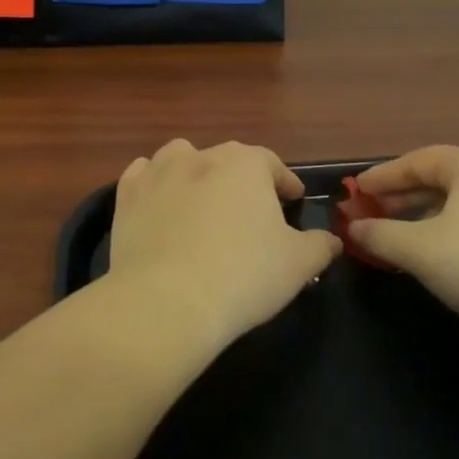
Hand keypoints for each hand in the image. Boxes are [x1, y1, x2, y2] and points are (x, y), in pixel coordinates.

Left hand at [109, 139, 340, 351]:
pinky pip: (142, 175)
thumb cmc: (244, 276)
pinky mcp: (126, 197)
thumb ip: (320, 246)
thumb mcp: (298, 264)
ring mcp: (159, 173)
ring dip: (195, 171)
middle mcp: (202, 156)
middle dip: (242, 178)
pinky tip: (159, 202)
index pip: (272, 164)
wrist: (167, 302)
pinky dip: (153, 183)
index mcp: (245, 164)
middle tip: (251, 209)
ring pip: (182, 157)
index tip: (293, 200)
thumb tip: (332, 241)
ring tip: (202, 199)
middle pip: (228, 158)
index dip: (285, 182)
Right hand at [352, 146, 458, 338]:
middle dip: (404, 196)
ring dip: (427, 215)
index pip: (418, 161)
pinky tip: (442, 253)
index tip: (356, 191)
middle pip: (441, 178)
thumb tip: (354, 227)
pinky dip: (453, 229)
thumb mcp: (420, 250)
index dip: (383, 176)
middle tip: (374, 212)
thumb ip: (381, 234)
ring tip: (402, 235)